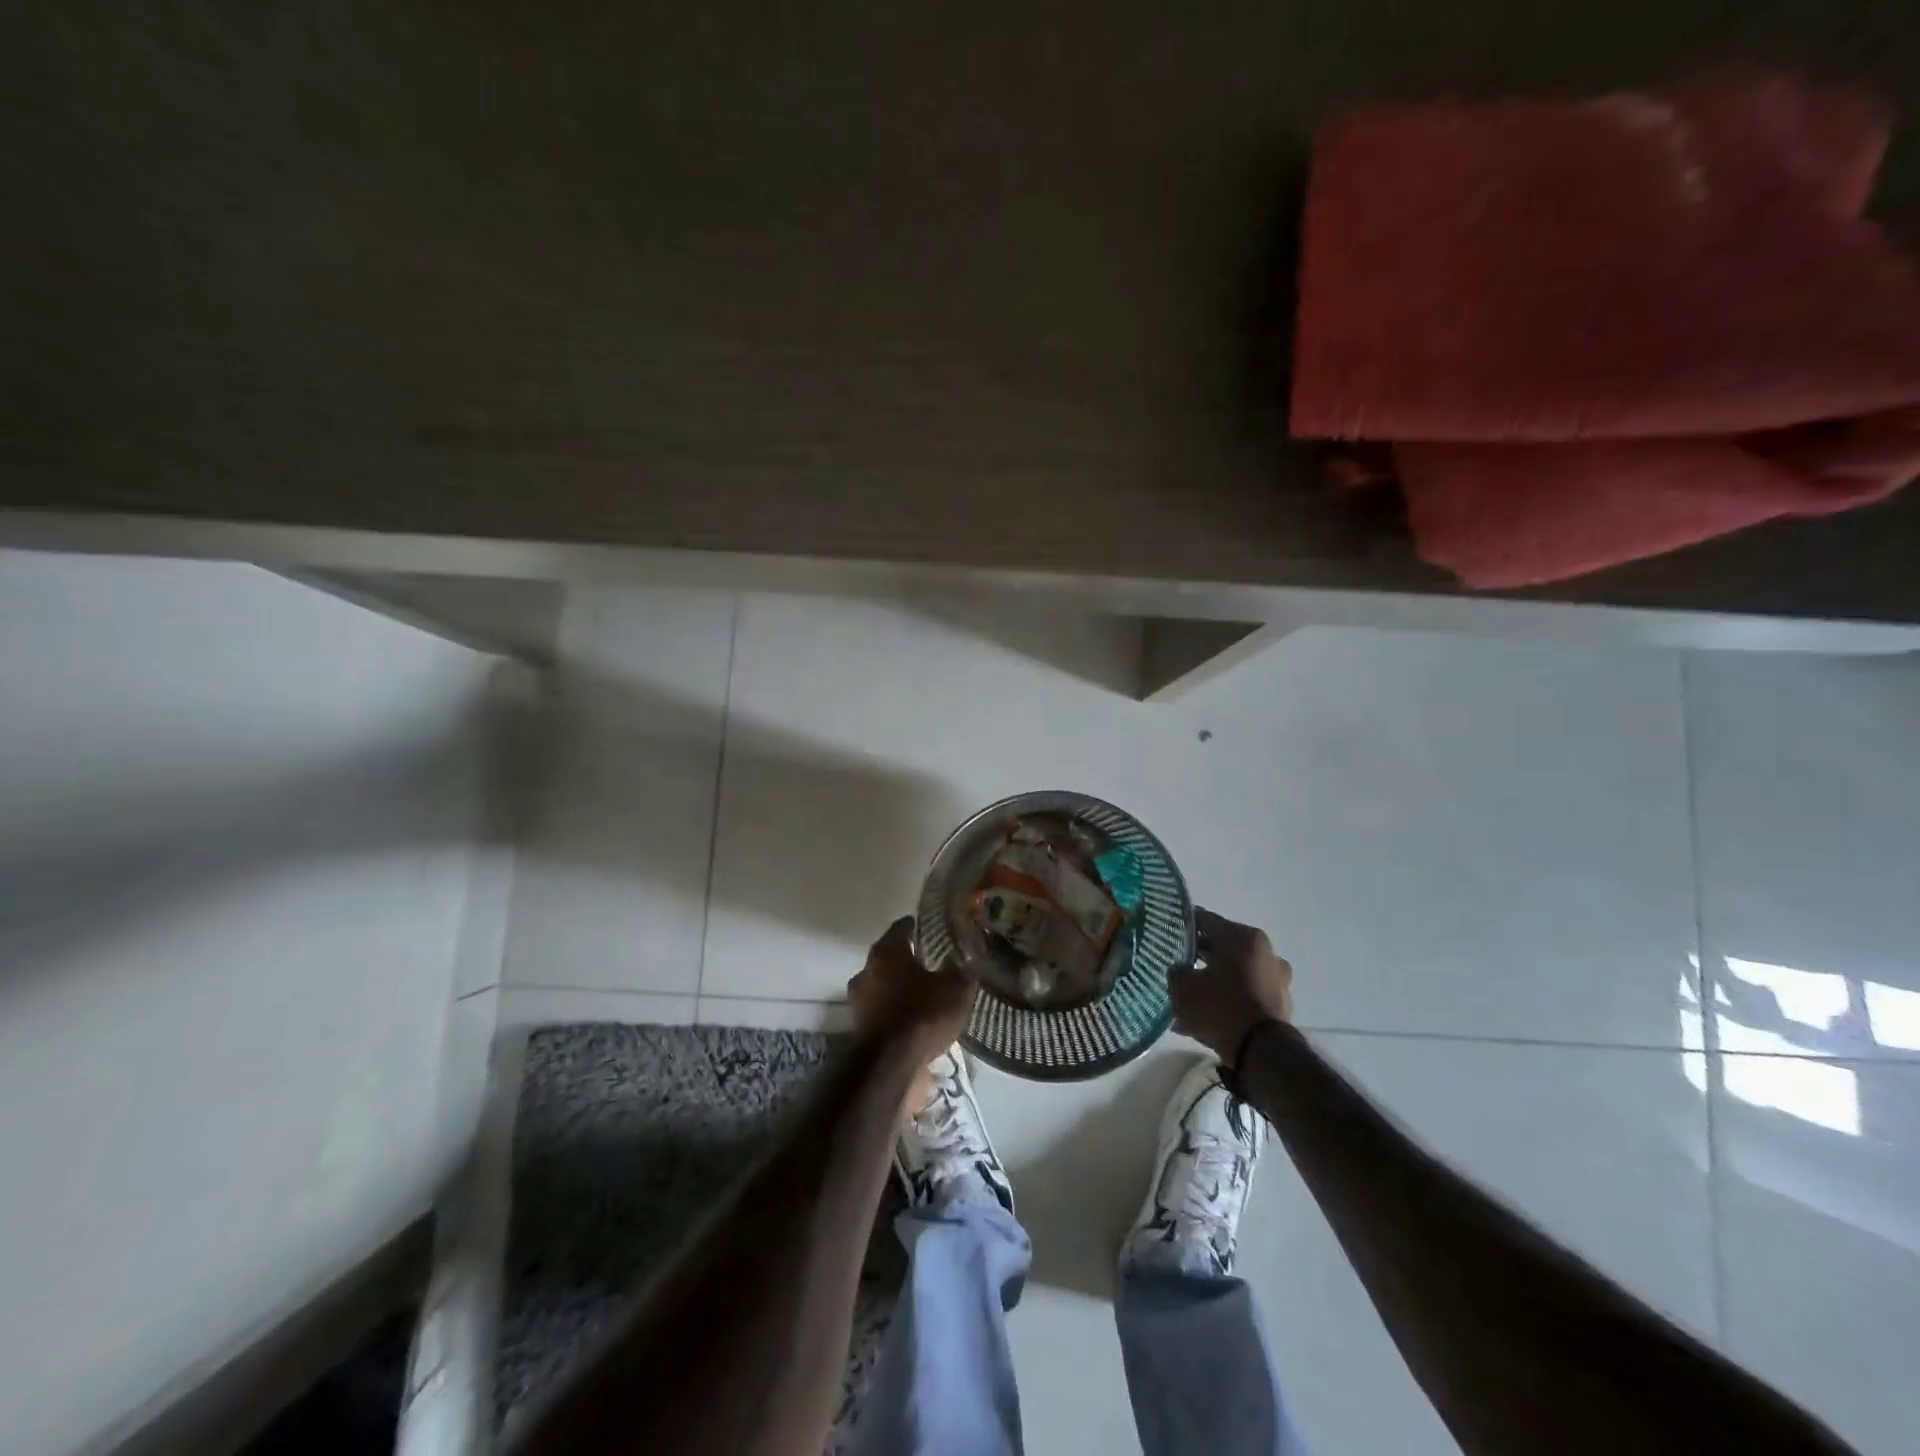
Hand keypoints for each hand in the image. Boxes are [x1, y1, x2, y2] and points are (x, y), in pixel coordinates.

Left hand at [846, 916, 976, 1064]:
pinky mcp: (858, 1027)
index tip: (923, 926)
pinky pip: (879, 1010)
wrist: (890, 1064)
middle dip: (904, 959)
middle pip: (886, 957)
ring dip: (896, 987)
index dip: (913, 926)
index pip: (900, 928)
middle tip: (926, 961)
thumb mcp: (955, 989)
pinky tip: (910, 1018)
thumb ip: (960, 971)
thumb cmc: (922, 1014)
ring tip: (919, 993)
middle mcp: (866, 970)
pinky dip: (892, 1010)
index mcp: (887, 952)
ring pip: (880, 984)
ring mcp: (858, 1000)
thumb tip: (965, 959)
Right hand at [1169, 908, 1293, 1058]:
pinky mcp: (1280, 1002)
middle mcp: (1265, 951)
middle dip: (1199, 956)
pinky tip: (1208, 1016)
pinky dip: (1229, 998)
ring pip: (1234, 971)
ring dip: (1214, 979)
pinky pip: (1246, 993)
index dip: (1182, 926)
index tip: (1166, 935)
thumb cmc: (1220, 1007)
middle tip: (1176, 966)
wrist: (1262, 1052)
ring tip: (1190, 997)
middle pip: (1222, 946)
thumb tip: (1178, 969)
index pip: (1205, 920)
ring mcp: (1276, 977)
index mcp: (1243, 936)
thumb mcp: (1183, 987)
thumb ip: (1175, 971)